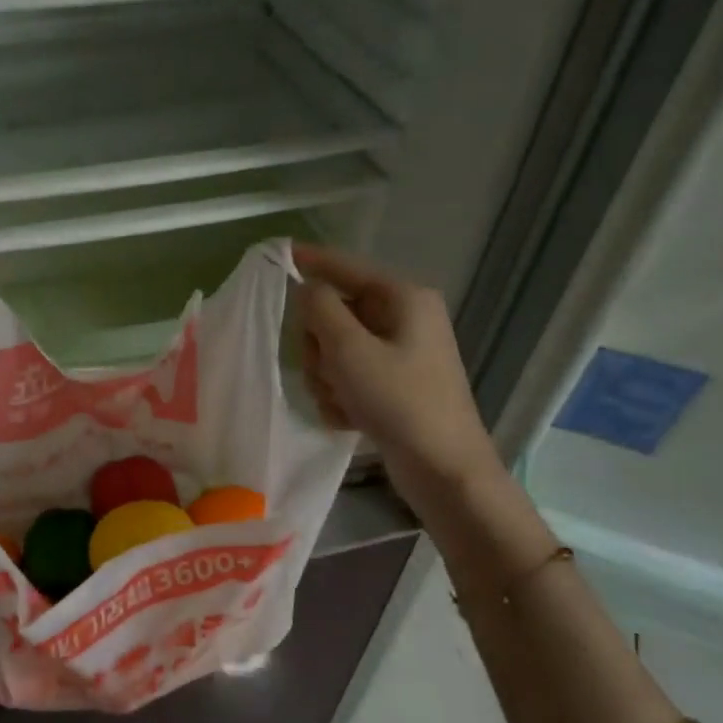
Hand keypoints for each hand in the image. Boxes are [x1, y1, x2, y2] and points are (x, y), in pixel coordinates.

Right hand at [294, 243, 499, 486]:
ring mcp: (397, 354)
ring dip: (328, 378)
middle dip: (320, 347)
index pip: (346, 267)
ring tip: (344, 403)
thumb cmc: (400, 402)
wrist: (443, 469)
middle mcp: (402, 319)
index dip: (311, 261)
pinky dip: (341, 398)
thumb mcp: (350, 351)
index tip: (278, 252)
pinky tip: (351, 419)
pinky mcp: (392, 385)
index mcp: (402, 298)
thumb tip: (306, 288)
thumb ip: (320, 310)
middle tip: (329, 371)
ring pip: (334, 351)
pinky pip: (347, 378)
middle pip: (334, 314)